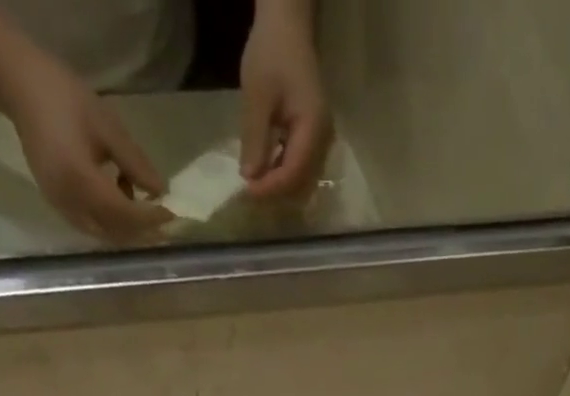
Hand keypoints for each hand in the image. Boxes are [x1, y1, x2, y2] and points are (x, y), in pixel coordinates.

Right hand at [0, 48, 171, 242]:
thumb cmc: (64, 97)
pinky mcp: (57, 205)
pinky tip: (119, 195)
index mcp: (79, 180)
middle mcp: (69, 203)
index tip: (172, 214)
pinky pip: (91, 225)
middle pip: (115, 232)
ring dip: (127, 228)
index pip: (124, 214)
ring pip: (104, 234)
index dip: (150, 218)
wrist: (20, 87)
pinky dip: (111, 221)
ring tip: (143, 204)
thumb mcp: (106, 126)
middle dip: (142, 231)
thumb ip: (135, 162)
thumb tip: (161, 191)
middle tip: (165, 221)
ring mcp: (60, 207)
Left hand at [239, 7, 332, 199]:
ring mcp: (322, 143)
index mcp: (313, 129)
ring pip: (302, 182)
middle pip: (301, 185)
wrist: (287, 27)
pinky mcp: (315, 141)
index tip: (245, 192)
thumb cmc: (272, 54)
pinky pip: (301, 170)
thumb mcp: (257, 95)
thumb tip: (249, 178)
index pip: (293, 174)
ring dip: (278, 188)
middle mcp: (324, 142)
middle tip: (248, 193)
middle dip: (275, 193)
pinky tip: (265, 170)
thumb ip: (254, 139)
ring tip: (254, 184)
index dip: (269, 188)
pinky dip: (282, 176)